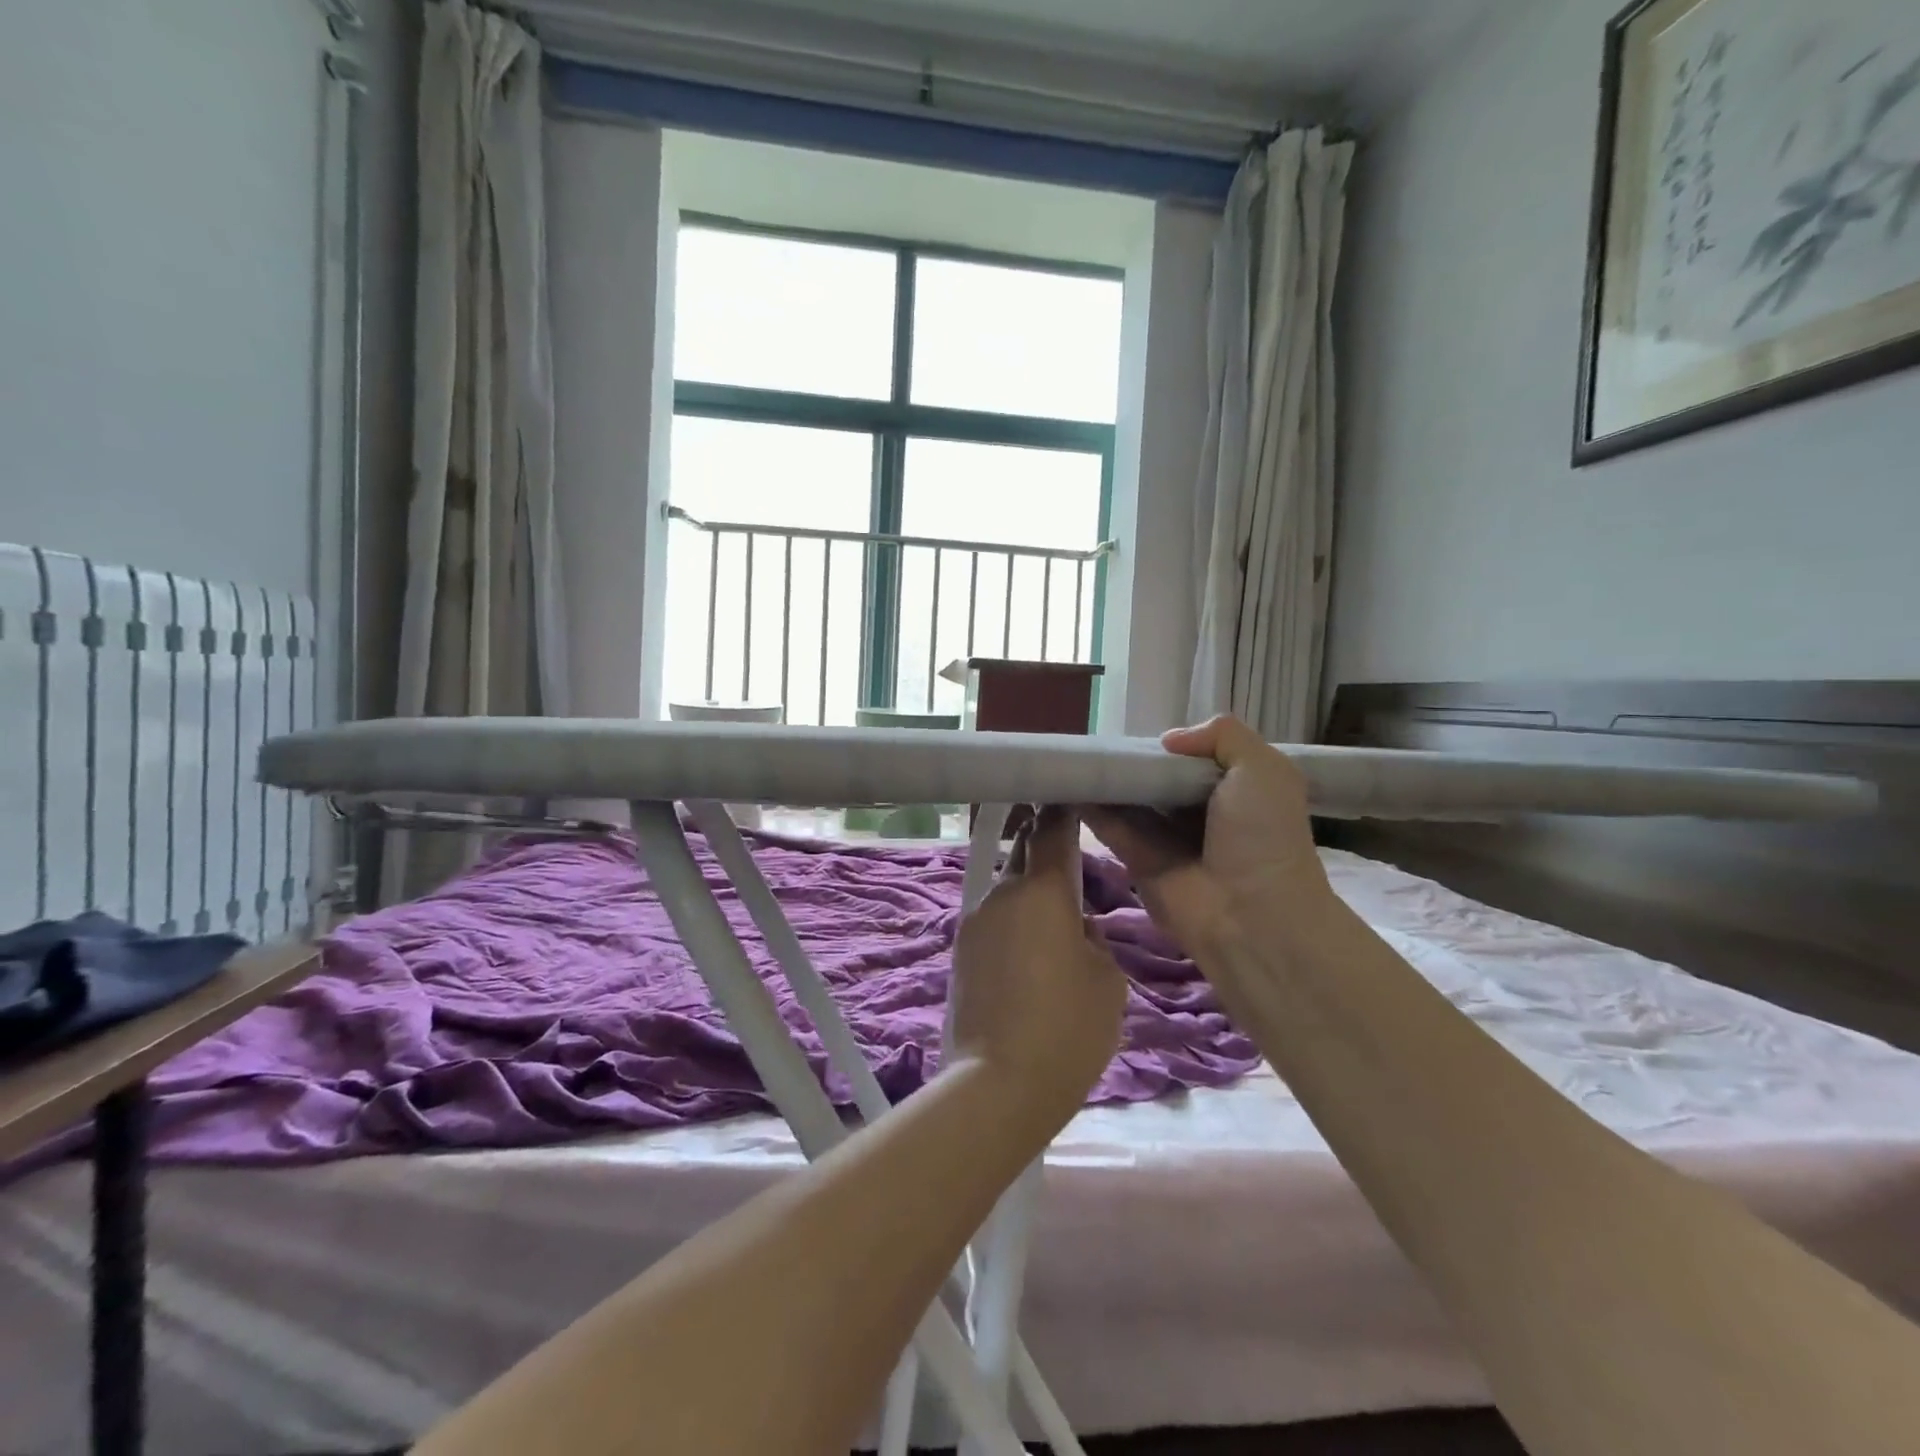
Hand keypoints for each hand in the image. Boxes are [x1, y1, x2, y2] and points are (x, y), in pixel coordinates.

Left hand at [946, 806, 1127, 1121]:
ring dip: (1030, 898)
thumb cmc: (1067, 1029)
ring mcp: (974, 922)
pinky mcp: (960, 952)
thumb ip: (1095, 940)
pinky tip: (1030, 961)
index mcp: (1042, 891)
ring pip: (1009, 893)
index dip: (1063, 812)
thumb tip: (1076, 929)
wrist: (997, 1086)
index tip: (1072, 799)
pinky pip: (995, 923)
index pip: (1052, 831)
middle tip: (1073, 870)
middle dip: (1046, 854)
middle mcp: (1001, 894)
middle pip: (1025, 857)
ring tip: (1056, 932)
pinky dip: (1014, 927)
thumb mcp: (1107, 981)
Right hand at [1085, 716, 1332, 959]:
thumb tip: (1168, 740)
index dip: (1167, 746)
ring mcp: (1167, 839)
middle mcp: (1199, 812)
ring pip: (1130, 801)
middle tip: (1096, 739)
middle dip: (1132, 761)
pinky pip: (1111, 828)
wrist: (1251, 916)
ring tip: (1074, 755)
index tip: (1138, 730)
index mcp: (1234, 789)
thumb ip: (1224, 736)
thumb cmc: (1263, 837)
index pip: (1192, 759)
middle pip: (1157, 778)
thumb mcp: (1264, 770)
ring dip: (1106, 781)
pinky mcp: (1138, 861)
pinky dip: (1090, 807)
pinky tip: (1069, 783)